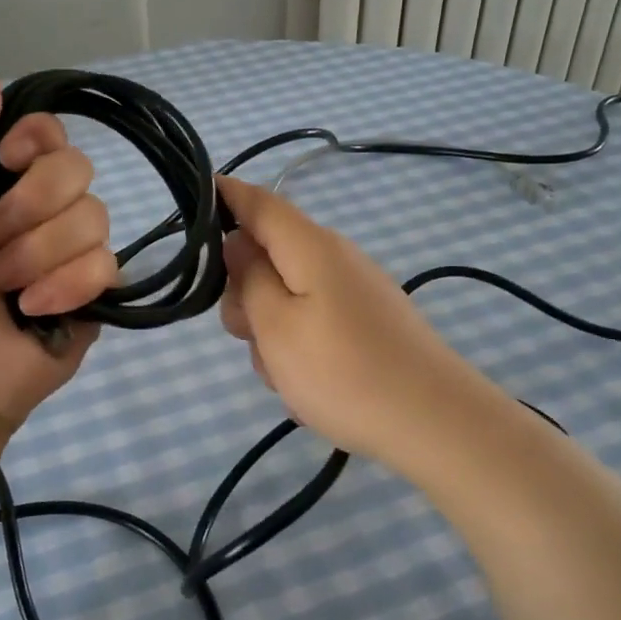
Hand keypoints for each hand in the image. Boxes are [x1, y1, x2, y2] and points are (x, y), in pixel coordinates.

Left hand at [0, 80, 118, 442]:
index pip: (50, 132)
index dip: (36, 142)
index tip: (9, 162)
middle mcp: (39, 211)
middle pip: (77, 169)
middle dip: (28, 211)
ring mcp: (70, 254)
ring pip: (95, 217)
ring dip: (38, 256)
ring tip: (6, 290)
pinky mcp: (96, 294)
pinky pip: (108, 265)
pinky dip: (65, 288)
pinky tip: (35, 313)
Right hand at [216, 175, 486, 469]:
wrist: (434, 422)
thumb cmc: (343, 371)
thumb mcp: (276, 325)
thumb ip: (248, 278)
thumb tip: (237, 242)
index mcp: (310, 246)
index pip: (257, 201)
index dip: (220, 196)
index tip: (186, 212)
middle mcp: (333, 258)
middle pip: (268, 256)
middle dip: (244, 293)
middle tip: (246, 336)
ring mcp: (353, 291)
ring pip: (286, 296)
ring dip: (271, 330)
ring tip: (285, 374)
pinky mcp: (365, 323)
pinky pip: (312, 322)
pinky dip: (298, 347)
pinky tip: (308, 385)